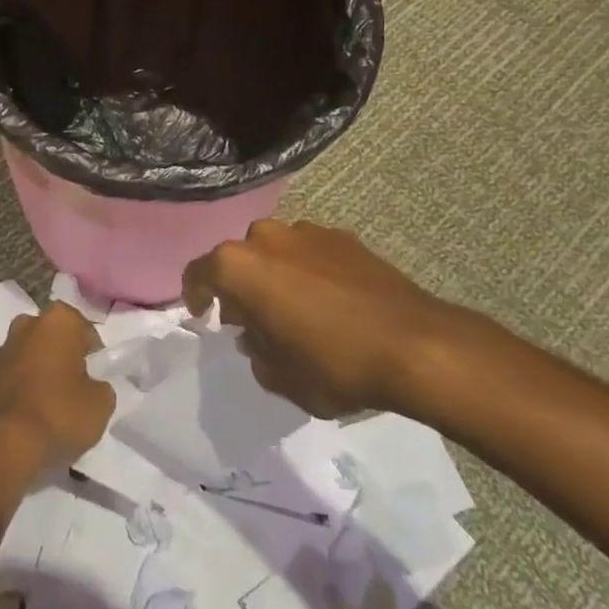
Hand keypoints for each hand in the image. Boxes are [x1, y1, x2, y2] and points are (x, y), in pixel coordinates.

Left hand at [0, 305, 114, 481]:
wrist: (3, 447)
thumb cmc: (59, 414)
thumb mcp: (101, 404)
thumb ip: (101, 386)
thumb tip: (91, 386)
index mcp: (59, 319)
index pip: (85, 331)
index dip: (94, 356)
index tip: (97, 378)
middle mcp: (27, 324)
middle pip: (55, 338)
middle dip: (64, 357)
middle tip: (77, 388)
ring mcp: (3, 348)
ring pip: (32, 355)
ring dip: (41, 372)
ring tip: (53, 405)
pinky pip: (15, 376)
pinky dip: (24, 388)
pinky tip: (32, 414)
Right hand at [182, 219, 482, 418]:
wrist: (414, 344)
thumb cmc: (333, 364)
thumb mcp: (280, 377)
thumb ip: (257, 353)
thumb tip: (257, 337)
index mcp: (240, 266)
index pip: (198, 272)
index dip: (194, 294)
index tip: (202, 315)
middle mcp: (267, 237)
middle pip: (239, 258)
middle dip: (239, 286)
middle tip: (251, 320)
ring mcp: (307, 231)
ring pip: (275, 252)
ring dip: (274, 276)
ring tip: (294, 310)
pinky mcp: (343, 236)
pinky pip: (309, 252)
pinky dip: (307, 271)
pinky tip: (328, 302)